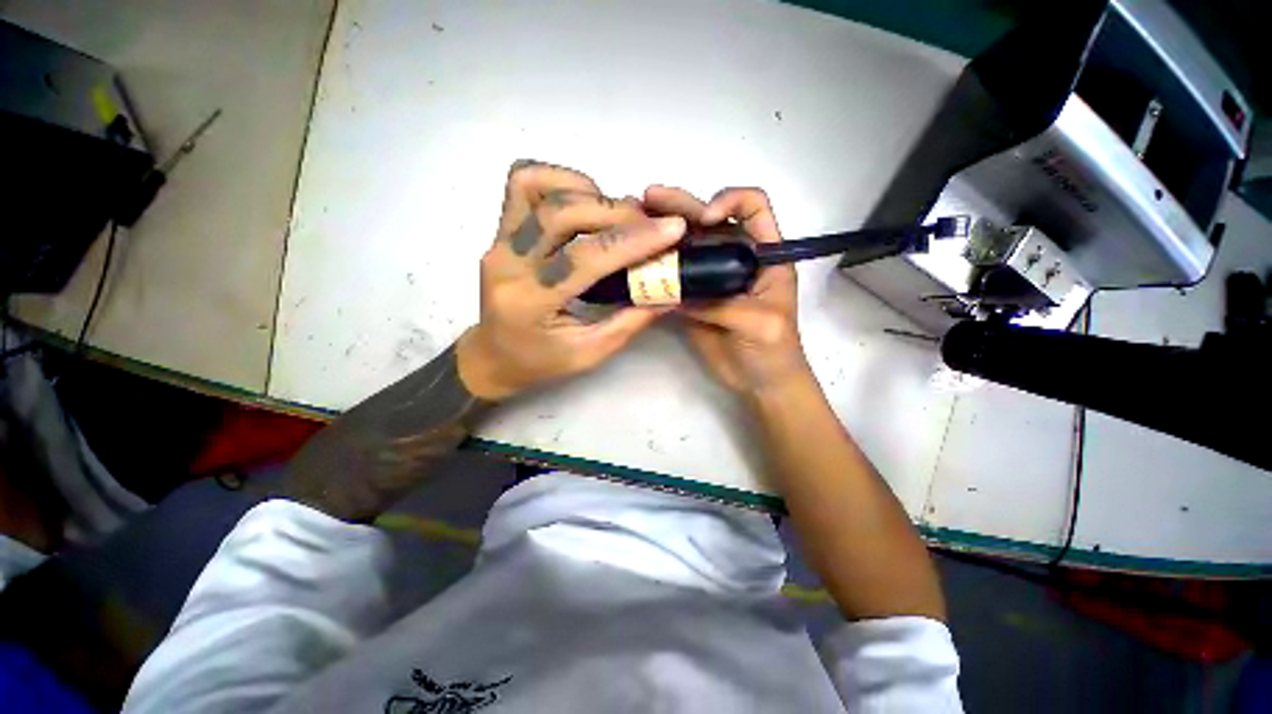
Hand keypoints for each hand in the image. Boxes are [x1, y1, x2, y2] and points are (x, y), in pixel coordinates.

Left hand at [458, 161, 686, 400]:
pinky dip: (560, 182)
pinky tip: (584, 203)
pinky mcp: (499, 230)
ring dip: (587, 191)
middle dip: (616, 211)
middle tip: (649, 224)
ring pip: (538, 186)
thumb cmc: (541, 363)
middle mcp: (508, 263)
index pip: (585, 258)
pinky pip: (523, 183)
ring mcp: (499, 241)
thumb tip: (669, 290)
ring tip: (615, 215)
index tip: (673, 228)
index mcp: (531, 302)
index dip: (632, 240)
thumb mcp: (590, 354)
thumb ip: (630, 322)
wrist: (493, 357)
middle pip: (562, 212)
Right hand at [643, 185, 807, 394]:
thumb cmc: (775, 350)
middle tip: (649, 198)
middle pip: (709, 221)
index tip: (707, 219)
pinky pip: (672, 279)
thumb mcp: (758, 322)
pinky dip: (654, 269)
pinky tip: (635, 261)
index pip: (753, 207)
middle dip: (681, 206)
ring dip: (661, 232)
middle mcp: (734, 257)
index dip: (730, 201)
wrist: (760, 382)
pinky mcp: (692, 297)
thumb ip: (720, 303)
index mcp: (764, 254)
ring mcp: (710, 277)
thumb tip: (674, 293)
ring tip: (634, 218)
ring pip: (686, 246)